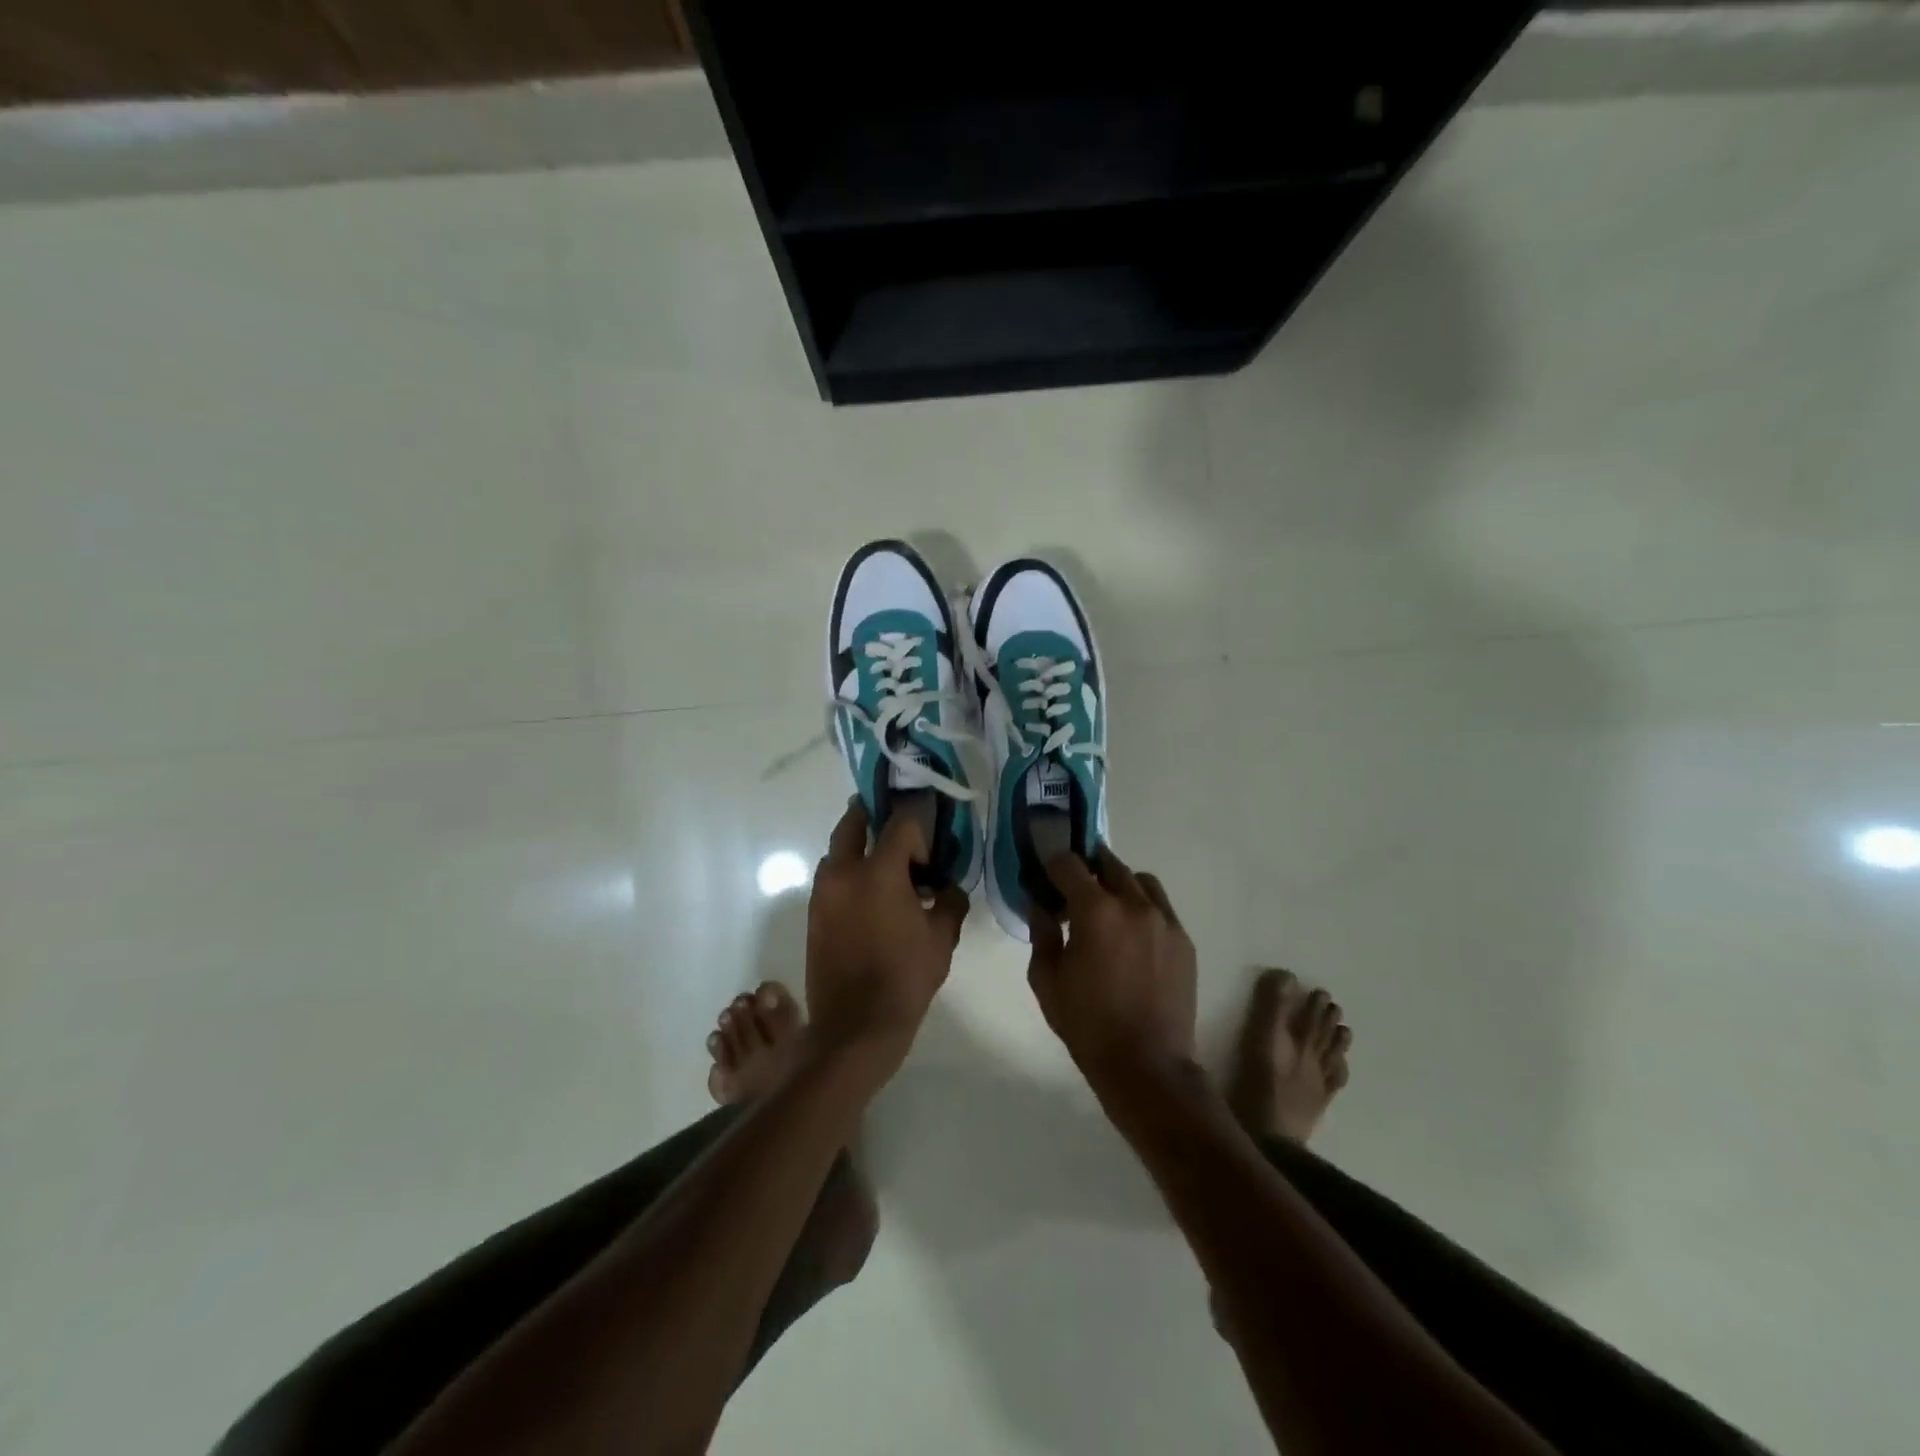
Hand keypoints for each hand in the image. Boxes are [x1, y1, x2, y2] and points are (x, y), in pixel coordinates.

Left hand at [804, 799, 968, 1075]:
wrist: (855, 1026)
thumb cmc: (905, 978)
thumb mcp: (942, 939)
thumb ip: (951, 901)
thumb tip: (947, 887)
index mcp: (879, 872)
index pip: (901, 822)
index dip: (921, 824)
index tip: (933, 841)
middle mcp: (844, 871)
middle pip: (855, 820)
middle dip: (877, 815)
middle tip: (900, 826)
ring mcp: (823, 891)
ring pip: (839, 848)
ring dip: (860, 844)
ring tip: (888, 864)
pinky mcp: (813, 911)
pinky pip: (832, 874)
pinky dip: (850, 870)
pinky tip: (872, 893)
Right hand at [1027, 848, 1197, 1090]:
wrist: (1147, 1065)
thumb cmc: (1088, 1024)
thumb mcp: (1047, 980)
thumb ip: (1041, 933)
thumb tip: (1039, 904)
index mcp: (1096, 911)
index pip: (1069, 864)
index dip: (1052, 863)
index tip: (1044, 872)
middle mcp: (1134, 904)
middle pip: (1108, 863)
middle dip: (1087, 867)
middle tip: (1073, 886)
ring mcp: (1165, 921)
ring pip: (1140, 881)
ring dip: (1119, 883)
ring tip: (1108, 907)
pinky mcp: (1184, 941)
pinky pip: (1161, 908)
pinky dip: (1143, 908)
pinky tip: (1132, 936)